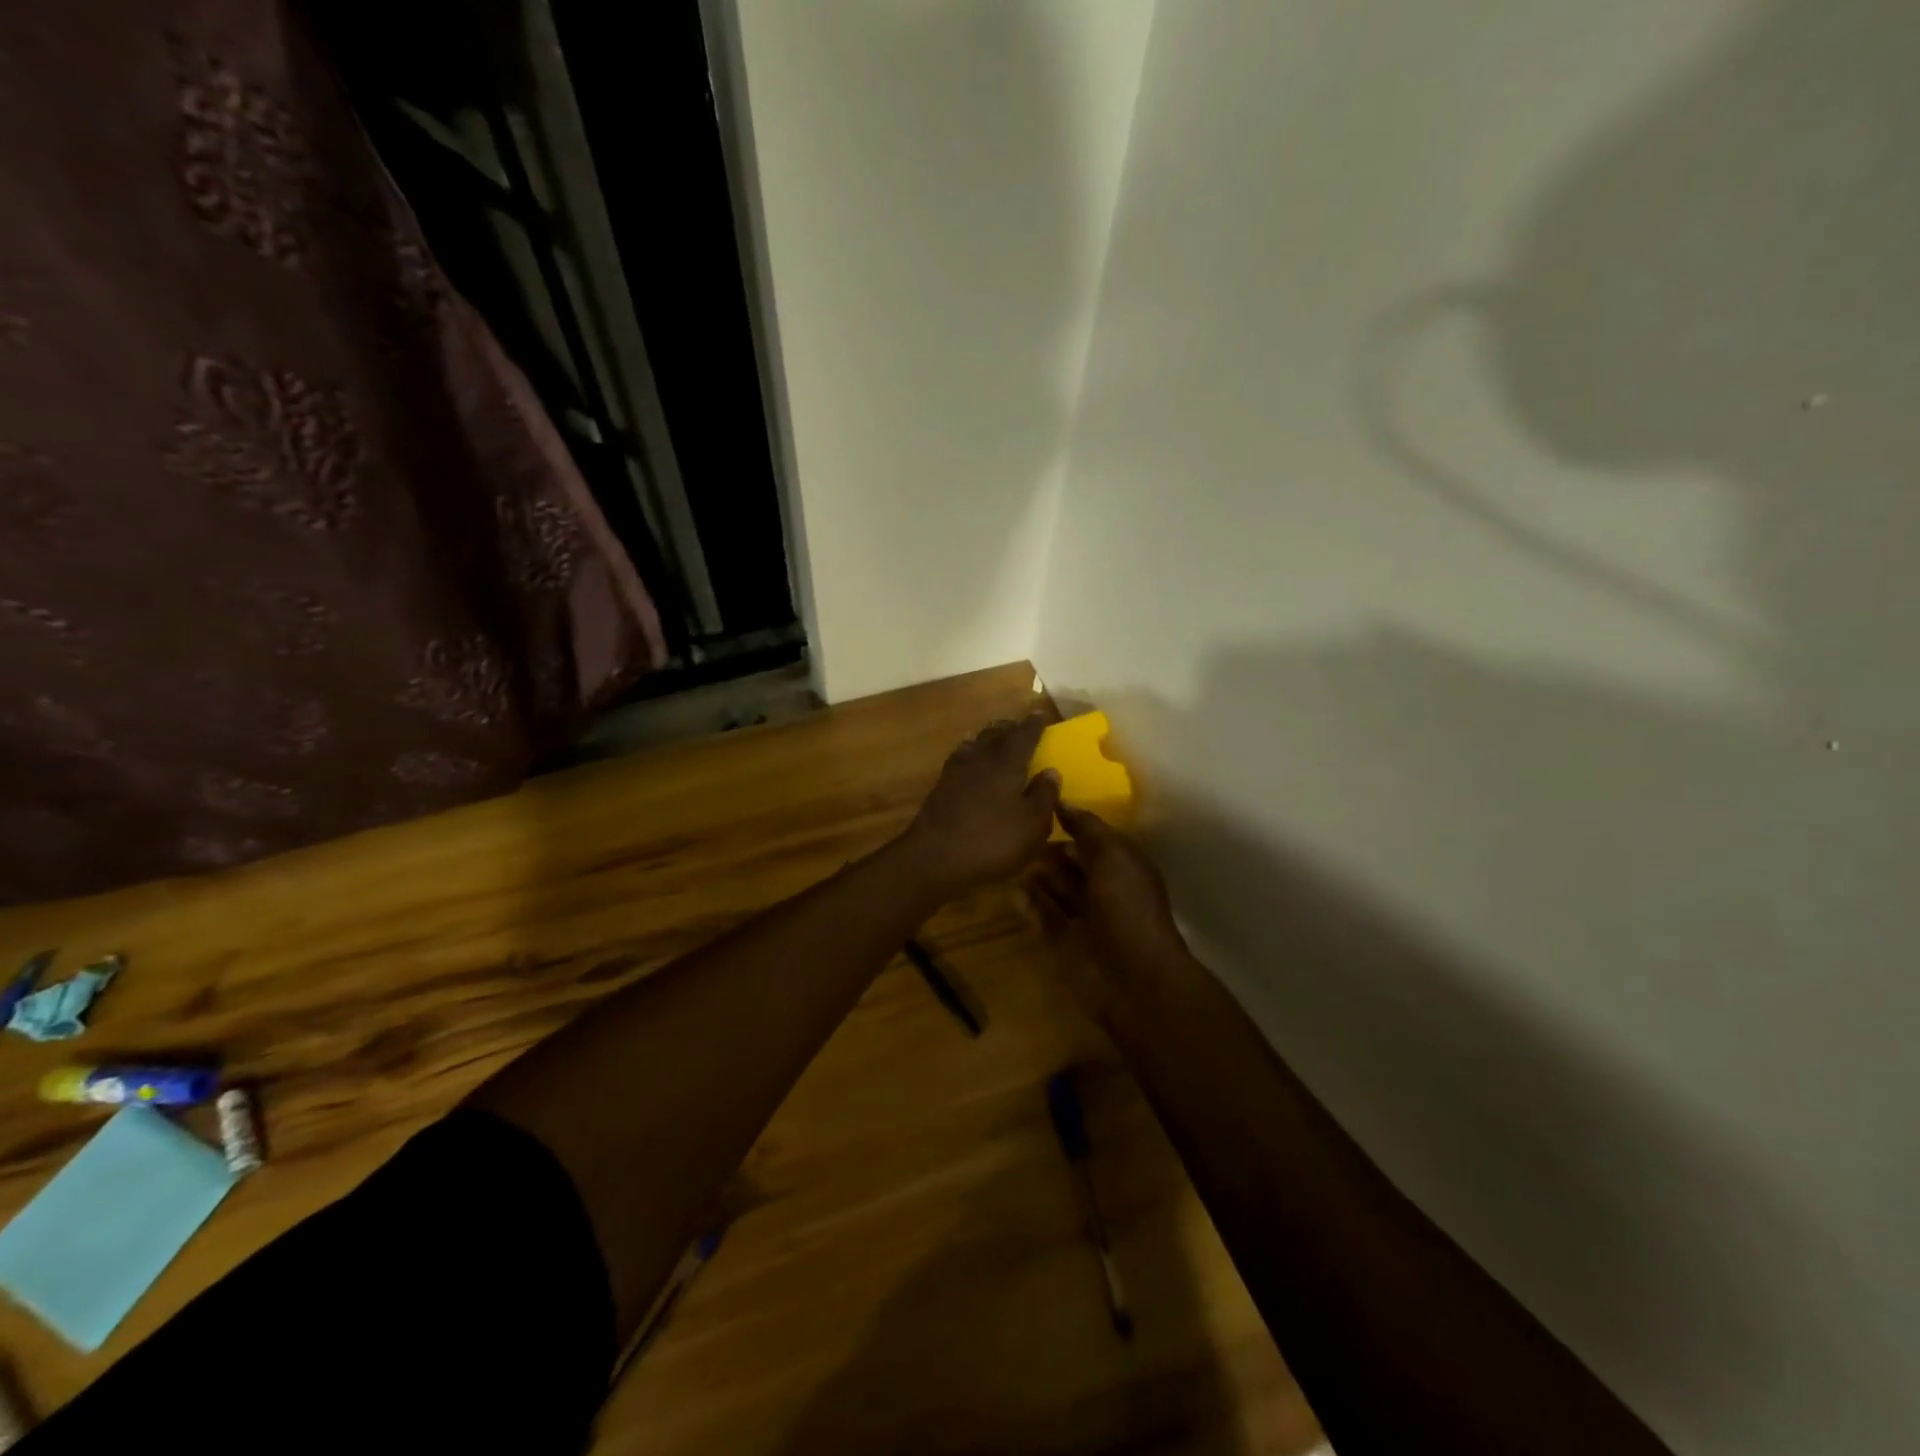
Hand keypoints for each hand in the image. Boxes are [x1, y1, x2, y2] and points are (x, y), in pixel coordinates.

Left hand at [900, 714, 1062, 898]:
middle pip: (995, 734)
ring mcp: (956, 771)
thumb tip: (1051, 771)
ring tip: (996, 739)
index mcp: (1007, 763)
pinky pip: (960, 759)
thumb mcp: (1032, 825)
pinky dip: (970, 754)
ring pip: (975, 744)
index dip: (1033, 725)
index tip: (1040, 714)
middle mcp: (980, 758)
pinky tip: (971, 763)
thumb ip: (1044, 796)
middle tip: (1020, 726)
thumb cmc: (992, 841)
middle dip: (1009, 728)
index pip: (1023, 735)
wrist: (935, 859)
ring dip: (987, 738)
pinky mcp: (940, 787)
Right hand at [1020, 805, 1189, 1021]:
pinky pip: (1044, 918)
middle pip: (1071, 864)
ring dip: (1037, 878)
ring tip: (1011, 865)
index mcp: (1123, 866)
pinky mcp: (1066, 944)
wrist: (1133, 978)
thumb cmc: (1126, 908)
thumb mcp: (1112, 856)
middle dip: (1049, 853)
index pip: (1093, 838)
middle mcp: (1105, 889)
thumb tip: (1063, 801)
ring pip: (1056, 890)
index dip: (1069, 824)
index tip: (1036, 809)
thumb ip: (1087, 827)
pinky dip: (1030, 907)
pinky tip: (1015, 896)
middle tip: (1019, 841)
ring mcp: (1085, 918)